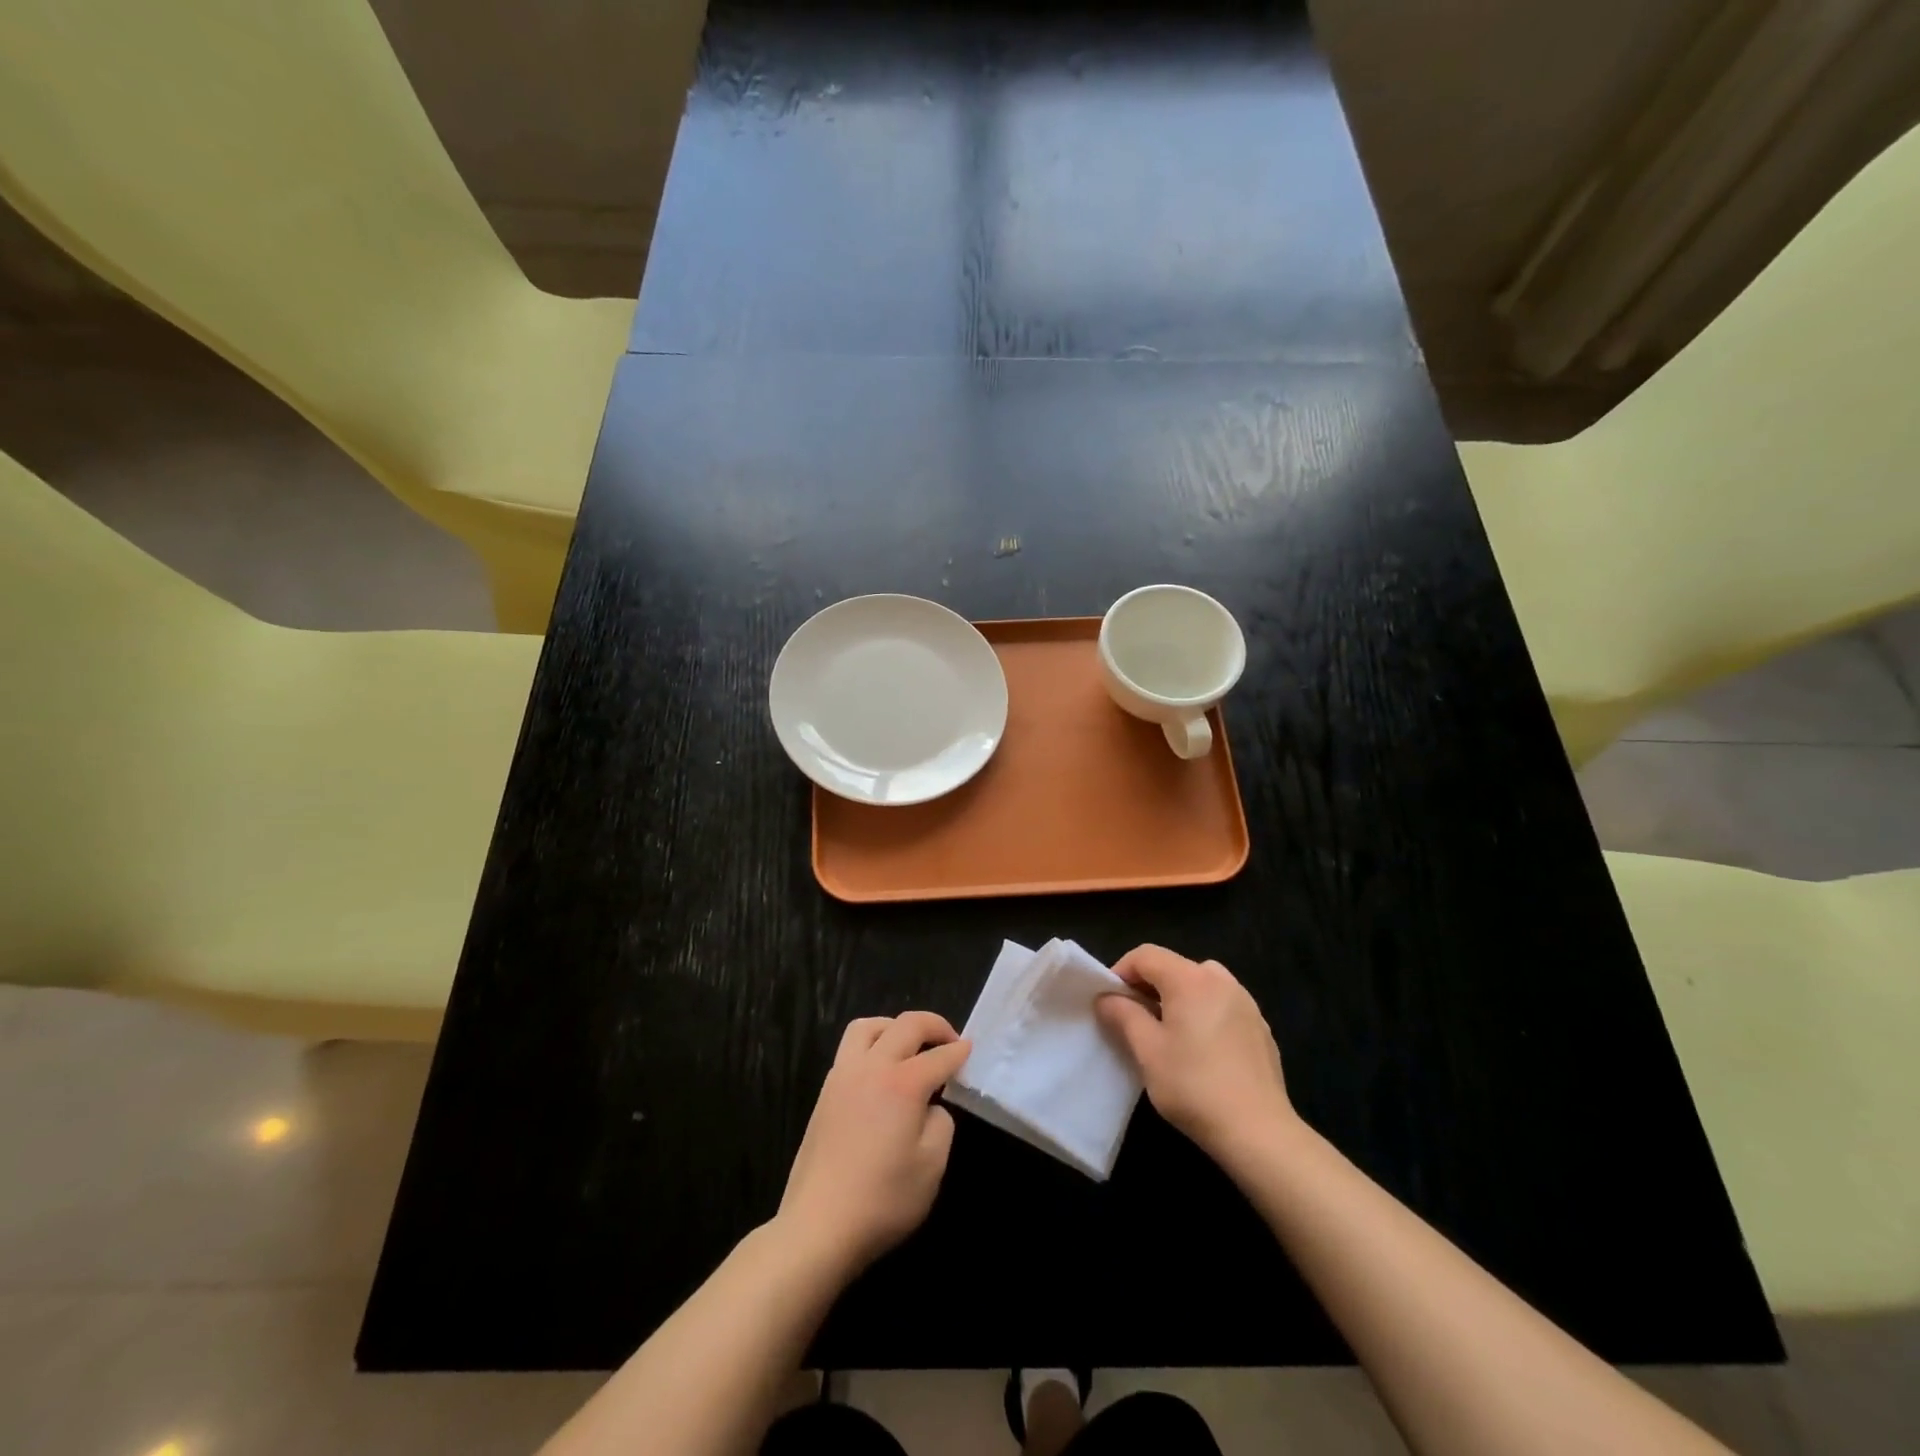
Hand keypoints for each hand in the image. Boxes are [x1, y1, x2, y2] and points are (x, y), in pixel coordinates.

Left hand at [776, 1012, 970, 1276]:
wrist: (819, 1226)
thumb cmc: (883, 1199)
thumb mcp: (932, 1166)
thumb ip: (941, 1123)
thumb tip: (930, 1106)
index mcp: (903, 1082)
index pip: (939, 1056)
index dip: (959, 1052)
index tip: (971, 1050)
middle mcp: (871, 1066)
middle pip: (905, 1025)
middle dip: (934, 1025)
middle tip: (949, 1040)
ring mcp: (843, 1075)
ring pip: (869, 1026)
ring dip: (895, 1027)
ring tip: (910, 1046)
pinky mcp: (825, 1092)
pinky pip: (850, 1047)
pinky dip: (872, 1044)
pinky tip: (882, 1071)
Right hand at [1095, 945, 1296, 1160]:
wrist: (1259, 1132)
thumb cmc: (1194, 1086)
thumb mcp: (1147, 1051)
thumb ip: (1123, 1015)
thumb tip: (1107, 998)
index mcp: (1190, 979)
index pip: (1146, 955)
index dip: (1121, 971)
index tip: (1110, 1001)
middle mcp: (1221, 980)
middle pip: (1175, 966)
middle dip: (1149, 985)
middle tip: (1135, 1018)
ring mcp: (1246, 1002)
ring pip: (1201, 984)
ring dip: (1178, 998)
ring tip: (1168, 1033)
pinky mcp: (1261, 1027)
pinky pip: (1222, 1005)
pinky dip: (1204, 1013)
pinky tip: (1202, 1051)